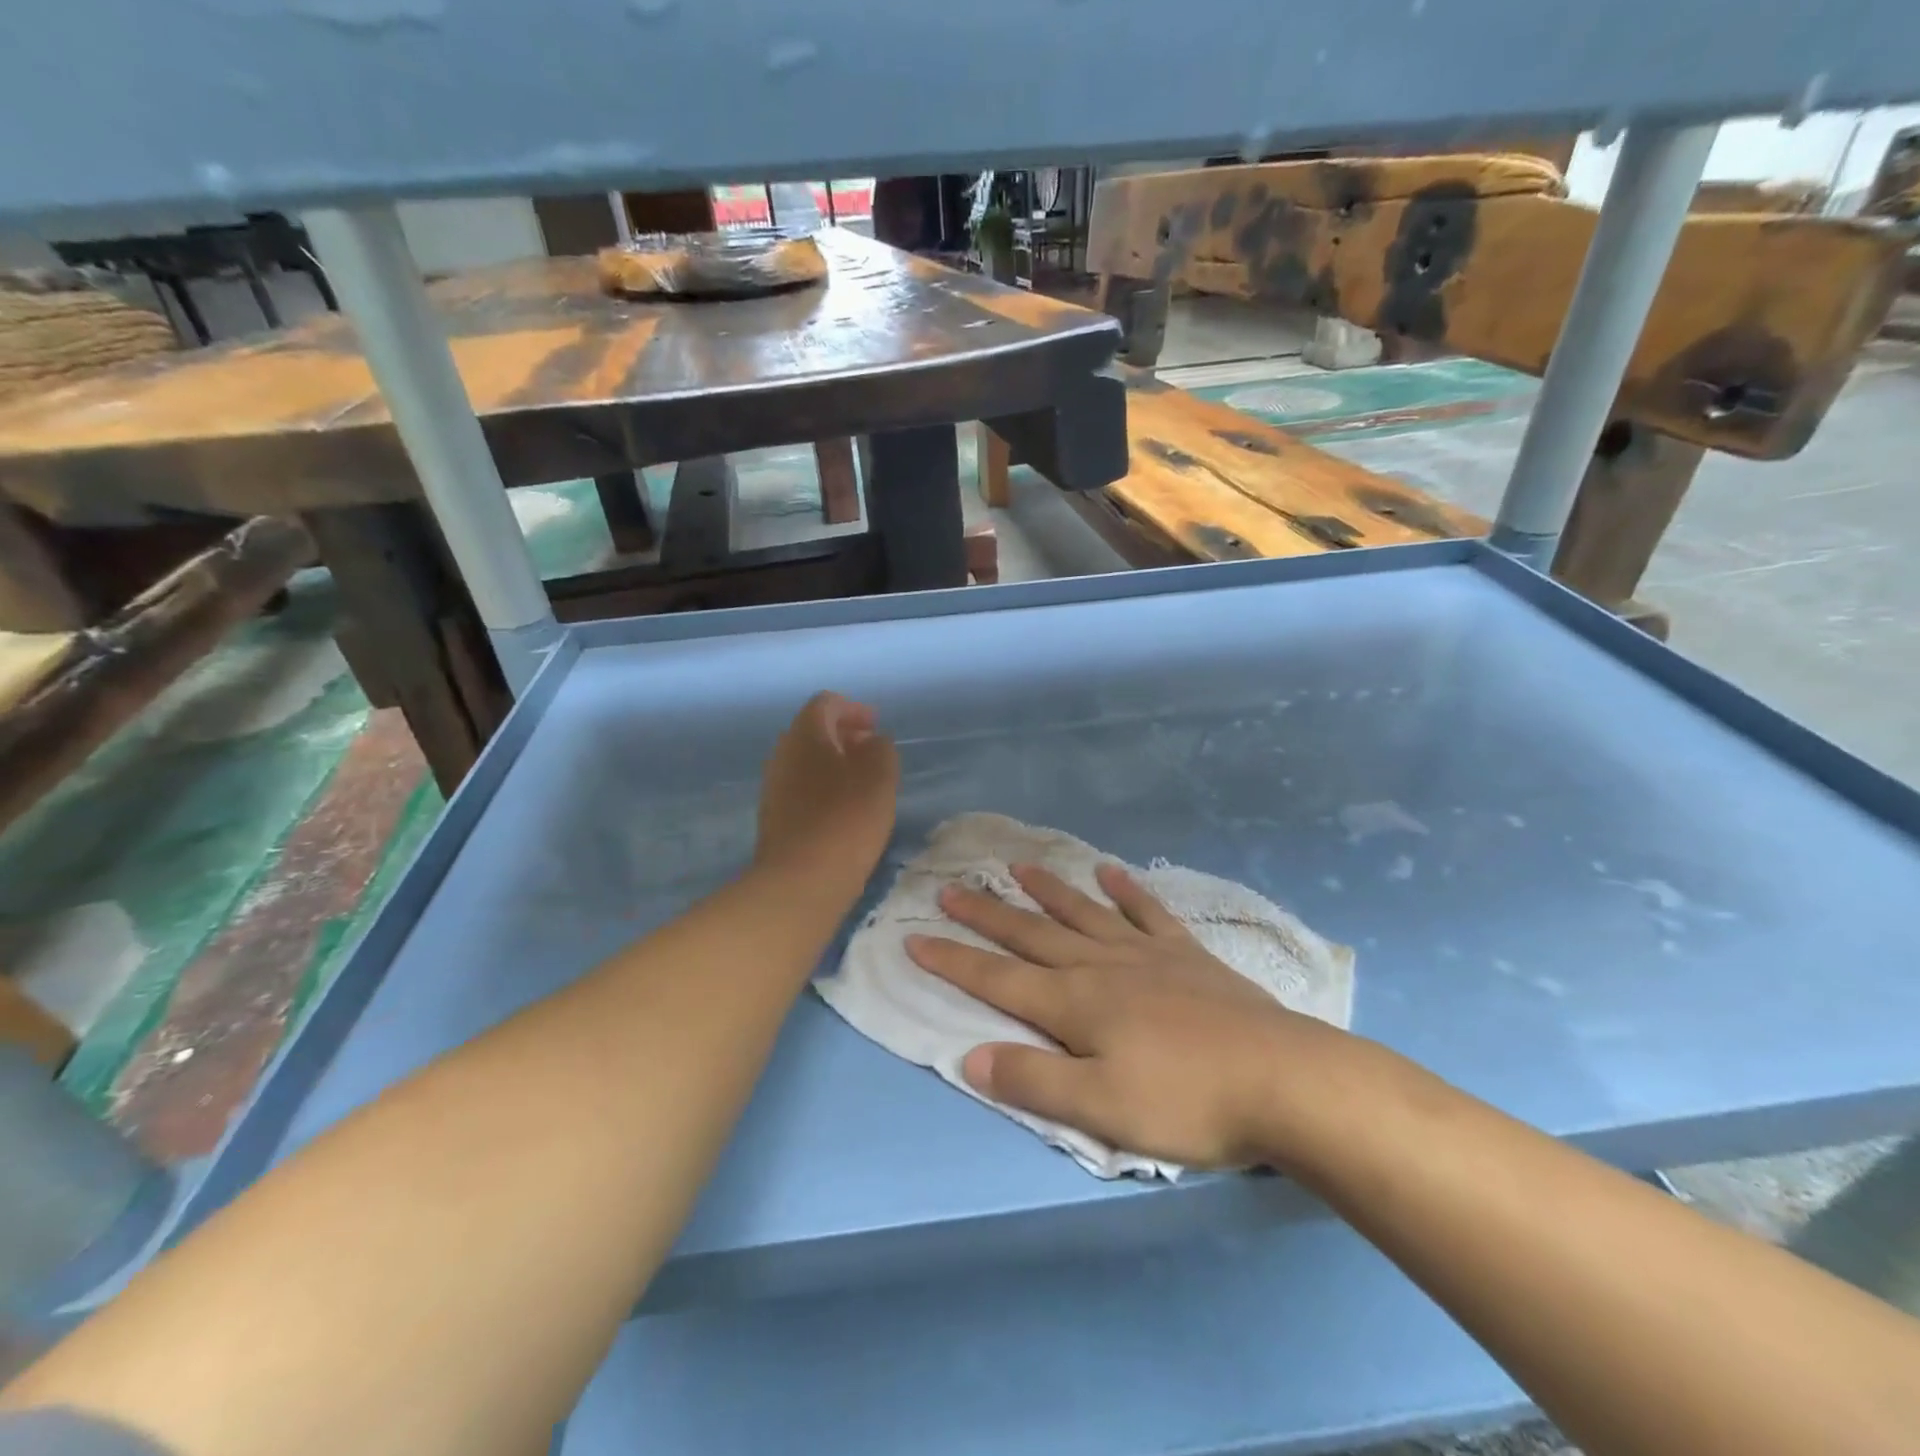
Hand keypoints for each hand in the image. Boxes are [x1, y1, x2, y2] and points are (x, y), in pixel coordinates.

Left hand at [755, 692, 898, 890]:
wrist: (801, 881)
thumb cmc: (846, 819)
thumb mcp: (880, 775)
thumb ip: (880, 748)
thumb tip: (871, 742)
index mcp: (805, 734)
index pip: (826, 703)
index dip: (853, 709)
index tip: (876, 725)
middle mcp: (782, 753)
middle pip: (813, 731)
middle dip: (843, 735)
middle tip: (872, 751)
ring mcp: (774, 787)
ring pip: (806, 762)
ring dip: (834, 764)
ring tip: (864, 783)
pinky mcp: (775, 818)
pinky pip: (802, 788)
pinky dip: (824, 788)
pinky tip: (845, 811)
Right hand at [907, 862, 1354, 1168]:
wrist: (1283, 1078)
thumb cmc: (1187, 1102)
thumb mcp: (1101, 1110)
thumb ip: (1032, 1082)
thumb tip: (968, 1057)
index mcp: (1074, 1004)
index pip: (996, 980)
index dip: (953, 961)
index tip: (915, 937)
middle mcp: (1100, 966)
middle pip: (1030, 935)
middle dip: (986, 915)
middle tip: (951, 889)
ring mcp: (1145, 954)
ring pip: (1082, 913)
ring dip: (1047, 891)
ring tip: (1018, 866)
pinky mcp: (1186, 954)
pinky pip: (1147, 912)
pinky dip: (1126, 891)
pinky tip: (1110, 872)